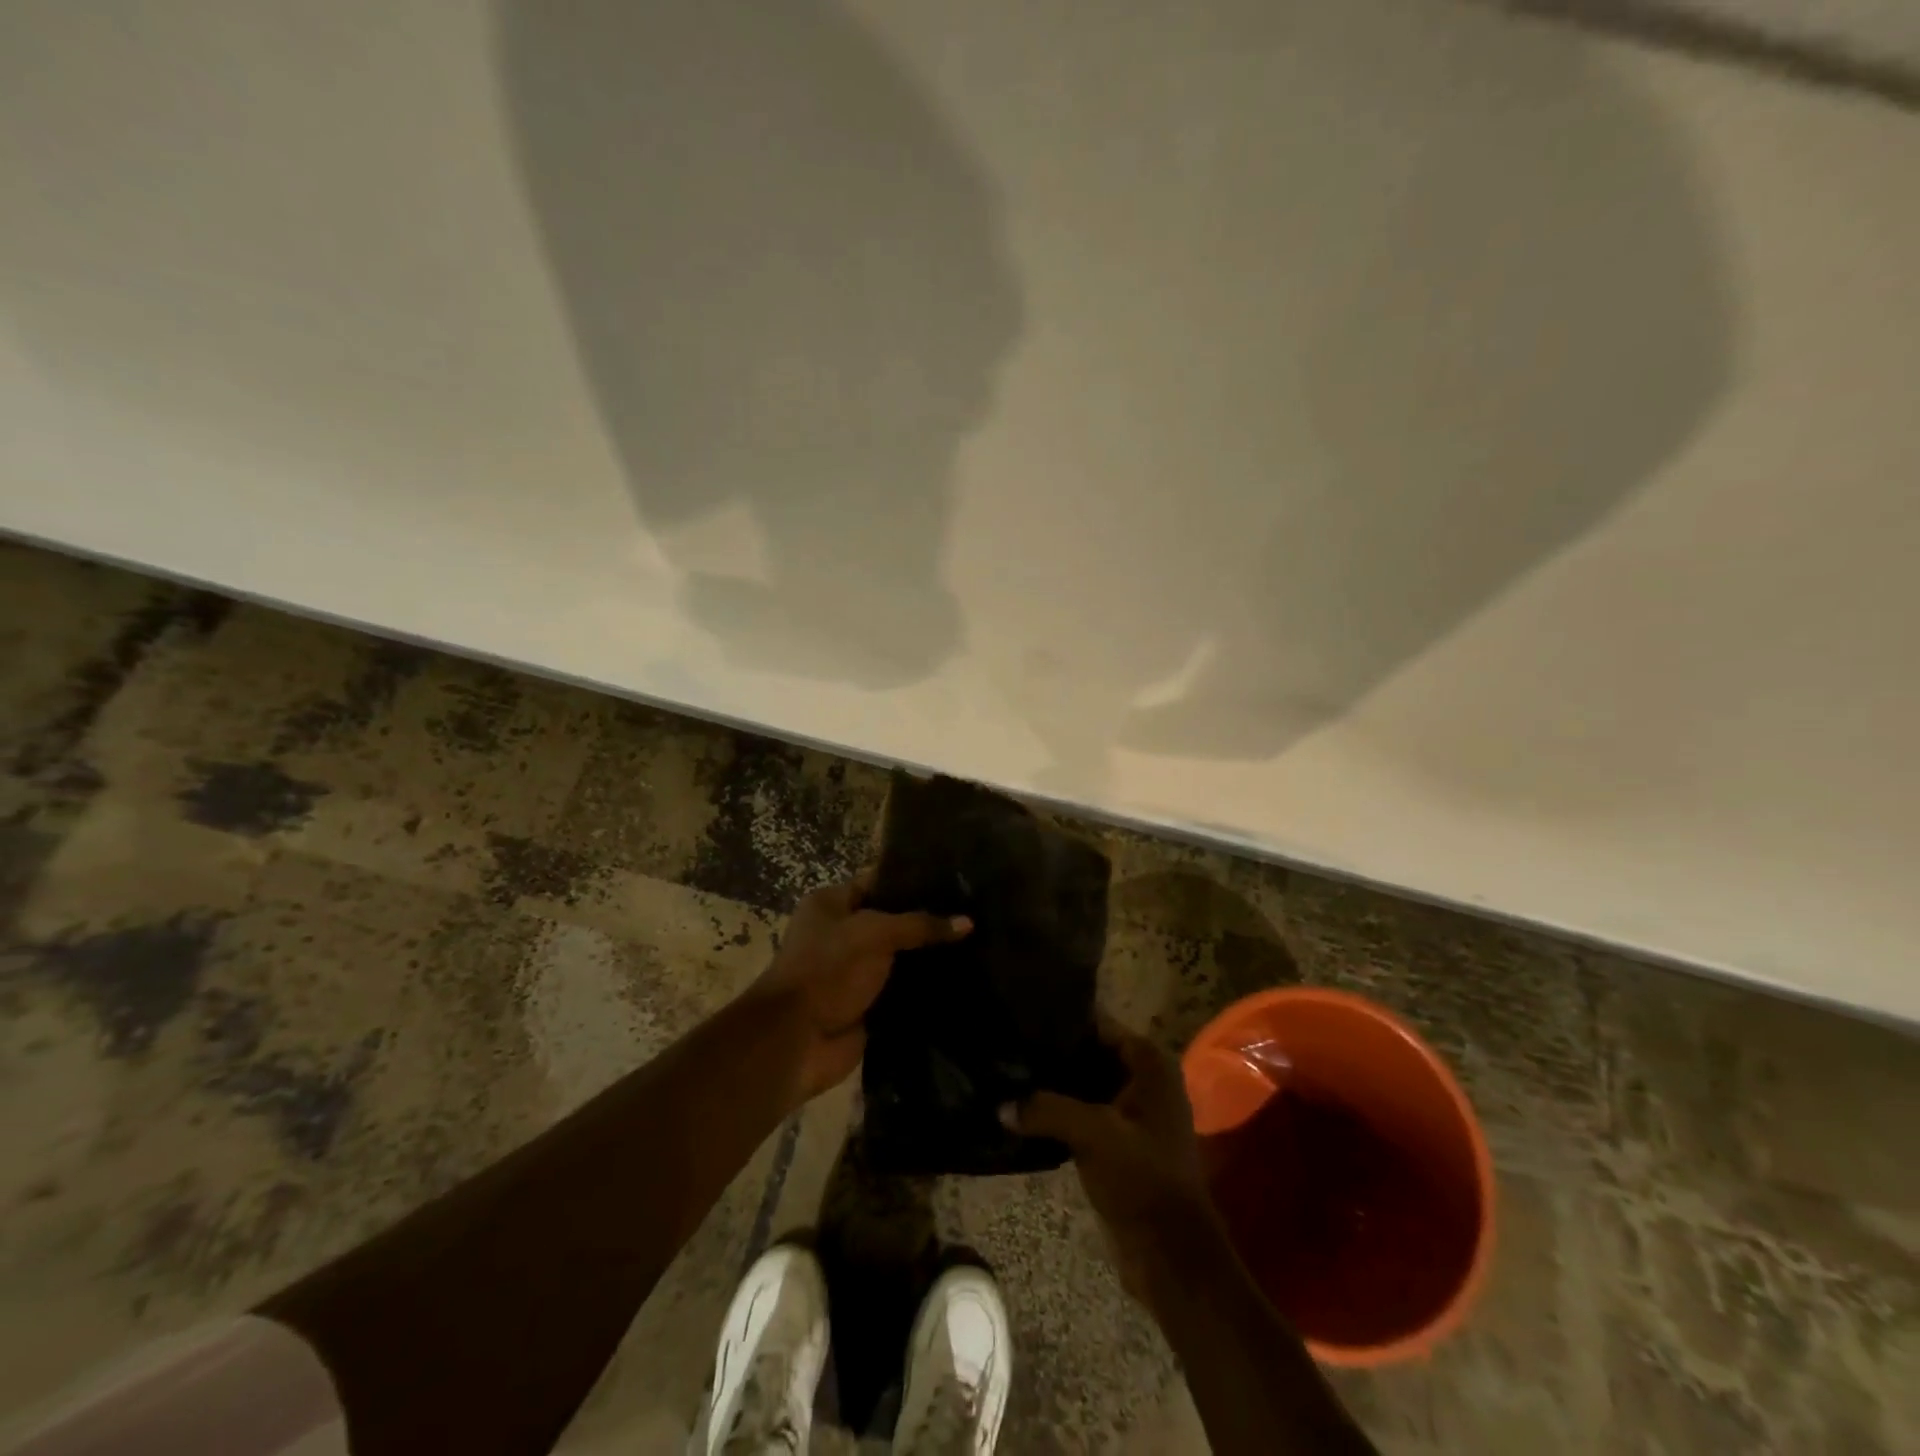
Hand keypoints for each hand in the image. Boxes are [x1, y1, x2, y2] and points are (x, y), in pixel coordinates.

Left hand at [749, 872, 970, 1104]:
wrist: (798, 1040)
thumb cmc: (828, 969)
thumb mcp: (875, 934)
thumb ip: (920, 925)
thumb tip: (968, 922)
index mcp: (830, 905)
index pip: (877, 882)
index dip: (912, 880)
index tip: (953, 881)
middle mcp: (839, 933)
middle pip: (890, 921)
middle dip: (925, 921)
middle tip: (971, 913)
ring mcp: (852, 972)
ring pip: (898, 958)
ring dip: (927, 958)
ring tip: (975, 945)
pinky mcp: (865, 1005)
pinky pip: (900, 990)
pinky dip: (923, 989)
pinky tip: (960, 980)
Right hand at [1007, 1022, 1222, 1312]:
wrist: (1171, 1254)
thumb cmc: (1142, 1178)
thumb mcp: (1093, 1134)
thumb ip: (1045, 1109)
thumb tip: (1000, 1105)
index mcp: (1150, 1062)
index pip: (1099, 1024)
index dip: (1062, 1021)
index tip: (1020, 1019)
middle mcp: (1145, 1078)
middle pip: (1090, 1052)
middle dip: (1053, 1054)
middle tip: (1008, 1047)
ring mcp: (1134, 1111)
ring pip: (1085, 1083)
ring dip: (1053, 1085)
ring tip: (1008, 1074)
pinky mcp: (1120, 1141)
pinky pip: (1084, 1111)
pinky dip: (1059, 1110)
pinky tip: (1024, 1109)